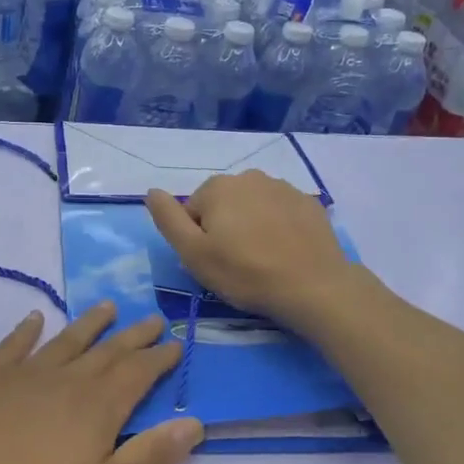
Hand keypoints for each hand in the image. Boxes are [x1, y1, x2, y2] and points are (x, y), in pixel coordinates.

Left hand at [0, 303, 201, 463]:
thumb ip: (151, 457)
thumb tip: (195, 422)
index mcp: (98, 407)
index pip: (138, 373)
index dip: (159, 358)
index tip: (176, 342)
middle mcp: (66, 379)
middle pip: (107, 351)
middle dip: (134, 336)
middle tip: (153, 317)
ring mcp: (23, 375)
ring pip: (65, 341)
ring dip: (89, 324)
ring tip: (108, 306)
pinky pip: (13, 346)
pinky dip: (26, 331)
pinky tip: (34, 319)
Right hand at [145, 172, 360, 330]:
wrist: (313, 286)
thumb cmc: (245, 272)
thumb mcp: (193, 253)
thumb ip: (168, 219)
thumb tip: (151, 191)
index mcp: (218, 187)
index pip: (193, 211)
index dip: (198, 240)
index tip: (214, 262)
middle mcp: (250, 177)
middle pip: (224, 205)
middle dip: (225, 229)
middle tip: (237, 264)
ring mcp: (284, 188)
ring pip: (254, 207)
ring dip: (252, 227)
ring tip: (263, 260)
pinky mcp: (309, 204)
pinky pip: (282, 213)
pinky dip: (279, 228)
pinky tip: (285, 253)